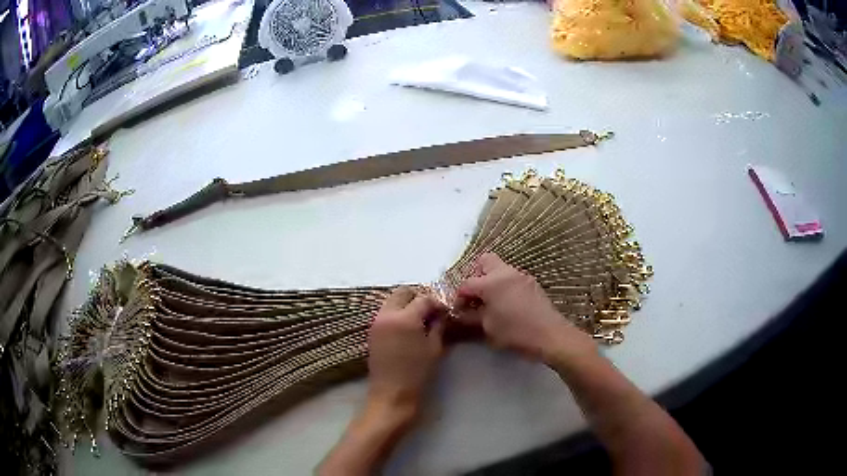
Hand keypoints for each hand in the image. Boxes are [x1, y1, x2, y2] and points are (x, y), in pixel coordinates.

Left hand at [367, 286, 446, 412]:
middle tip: (431, 311)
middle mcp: (387, 314)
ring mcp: (376, 322)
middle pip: (403, 292)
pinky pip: (386, 313)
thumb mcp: (434, 348)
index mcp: (405, 318)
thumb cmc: (417, 373)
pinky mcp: (372, 331)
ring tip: (420, 320)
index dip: (437, 303)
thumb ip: (438, 325)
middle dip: (418, 297)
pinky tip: (408, 328)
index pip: (423, 298)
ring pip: (392, 301)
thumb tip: (441, 313)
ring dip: (407, 304)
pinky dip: (397, 313)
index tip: (445, 312)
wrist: (392, 393)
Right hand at [453, 253, 595, 364]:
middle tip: (474, 297)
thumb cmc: (515, 332)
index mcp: (492, 282)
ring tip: (489, 303)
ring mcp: (521, 276)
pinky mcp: (532, 283)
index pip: (467, 283)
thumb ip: (471, 317)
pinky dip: (503, 286)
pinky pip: (511, 278)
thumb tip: (460, 314)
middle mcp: (506, 272)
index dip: (459, 297)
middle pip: (484, 262)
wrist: (550, 335)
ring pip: (499, 269)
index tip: (458, 310)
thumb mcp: (488, 327)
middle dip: (475, 276)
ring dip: (490, 281)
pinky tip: (505, 305)